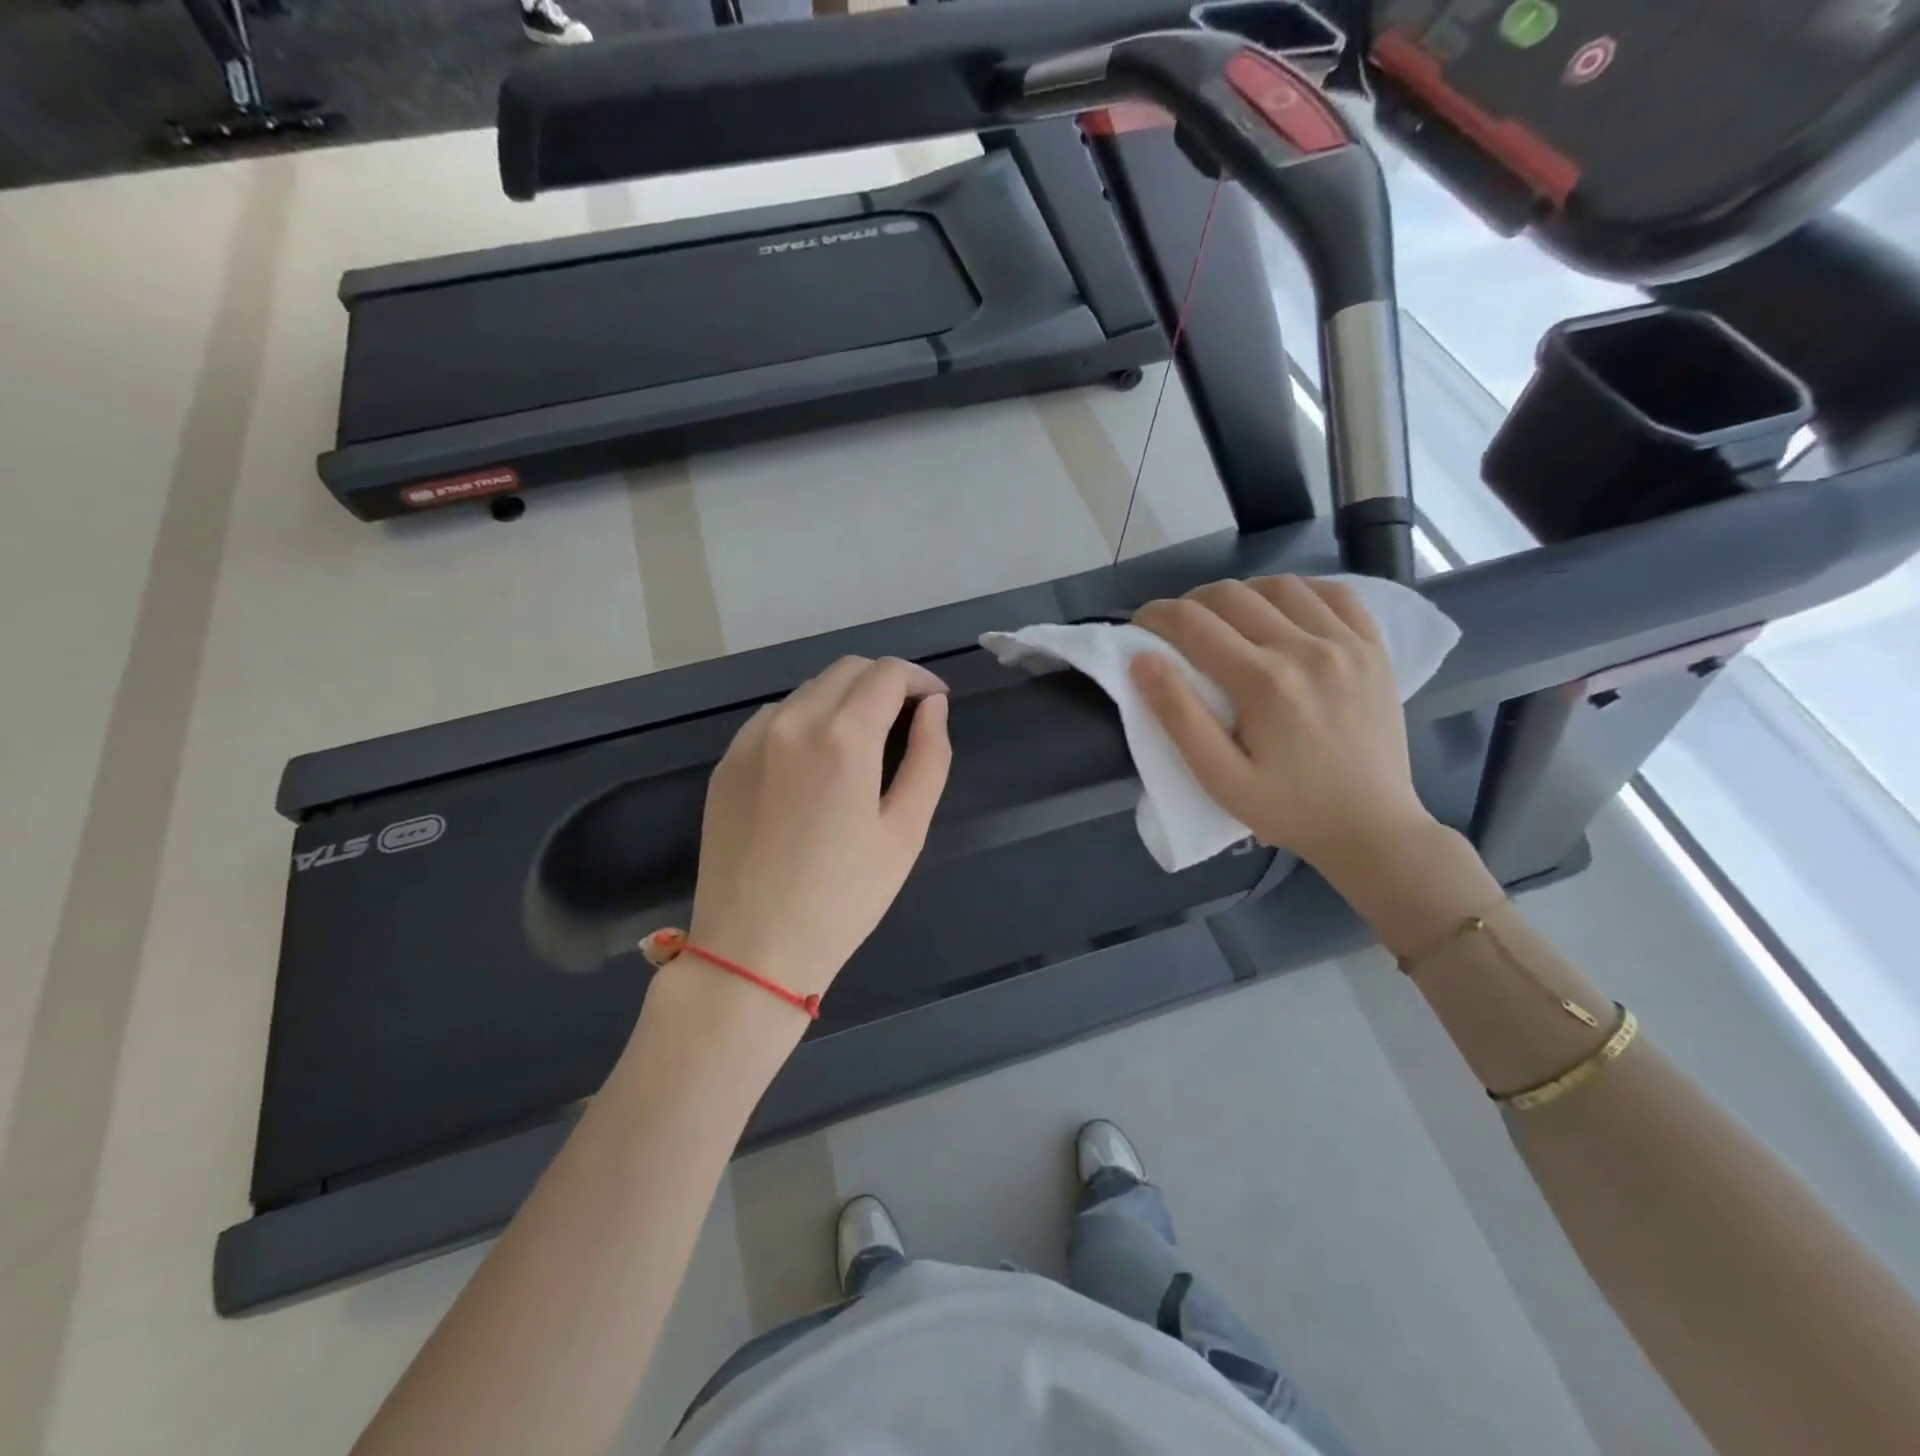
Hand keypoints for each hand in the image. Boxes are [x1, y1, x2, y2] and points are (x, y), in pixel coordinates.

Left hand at [686, 657, 951, 1005]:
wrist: (752, 949)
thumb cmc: (843, 897)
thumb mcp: (905, 831)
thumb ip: (929, 757)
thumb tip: (933, 708)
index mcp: (841, 736)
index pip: (887, 673)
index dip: (920, 680)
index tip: (936, 703)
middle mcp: (791, 721)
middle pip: (847, 669)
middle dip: (885, 681)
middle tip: (907, 719)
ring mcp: (750, 739)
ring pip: (810, 689)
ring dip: (845, 698)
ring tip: (864, 742)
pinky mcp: (727, 762)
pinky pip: (776, 717)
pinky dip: (807, 718)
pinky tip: (816, 761)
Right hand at [1131, 576, 1434, 876]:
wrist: (1372, 828)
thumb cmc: (1288, 810)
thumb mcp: (1220, 778)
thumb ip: (1179, 717)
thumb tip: (1142, 660)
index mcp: (1263, 682)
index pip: (1193, 622)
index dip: (1156, 616)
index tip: (1141, 627)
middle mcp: (1306, 648)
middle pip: (1232, 594)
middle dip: (1191, 603)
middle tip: (1176, 629)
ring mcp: (1347, 643)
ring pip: (1280, 585)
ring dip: (1241, 594)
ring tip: (1226, 620)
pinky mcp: (1374, 648)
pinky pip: (1335, 594)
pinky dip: (1299, 591)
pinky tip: (1282, 611)